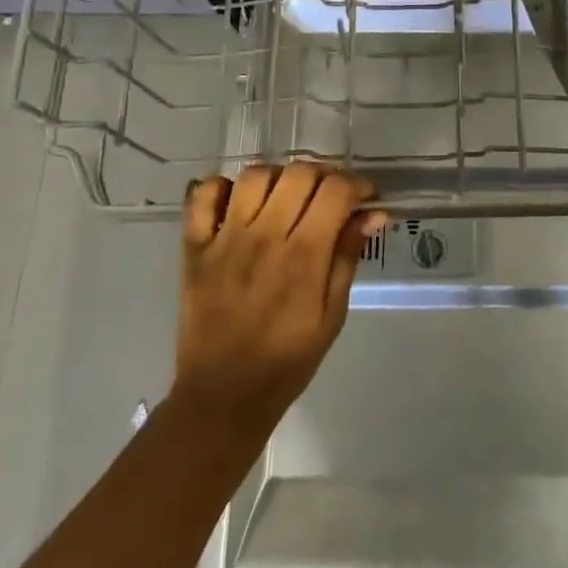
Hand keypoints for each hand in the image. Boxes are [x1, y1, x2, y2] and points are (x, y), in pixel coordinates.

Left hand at [174, 164, 384, 441]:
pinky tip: (239, 203)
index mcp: (303, 256)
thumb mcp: (333, 315)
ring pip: (254, 176)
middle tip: (330, 197)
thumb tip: (373, 213)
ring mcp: (224, 238)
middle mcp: (264, 236)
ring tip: (288, 197)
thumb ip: (348, 257)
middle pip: (298, 173)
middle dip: (325, 175)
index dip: (358, 184)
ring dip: (279, 177)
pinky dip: (221, 187)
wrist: (223, 395)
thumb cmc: (288, 359)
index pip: (336, 190)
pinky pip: (201, 196)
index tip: (366, 197)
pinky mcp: (194, 247)